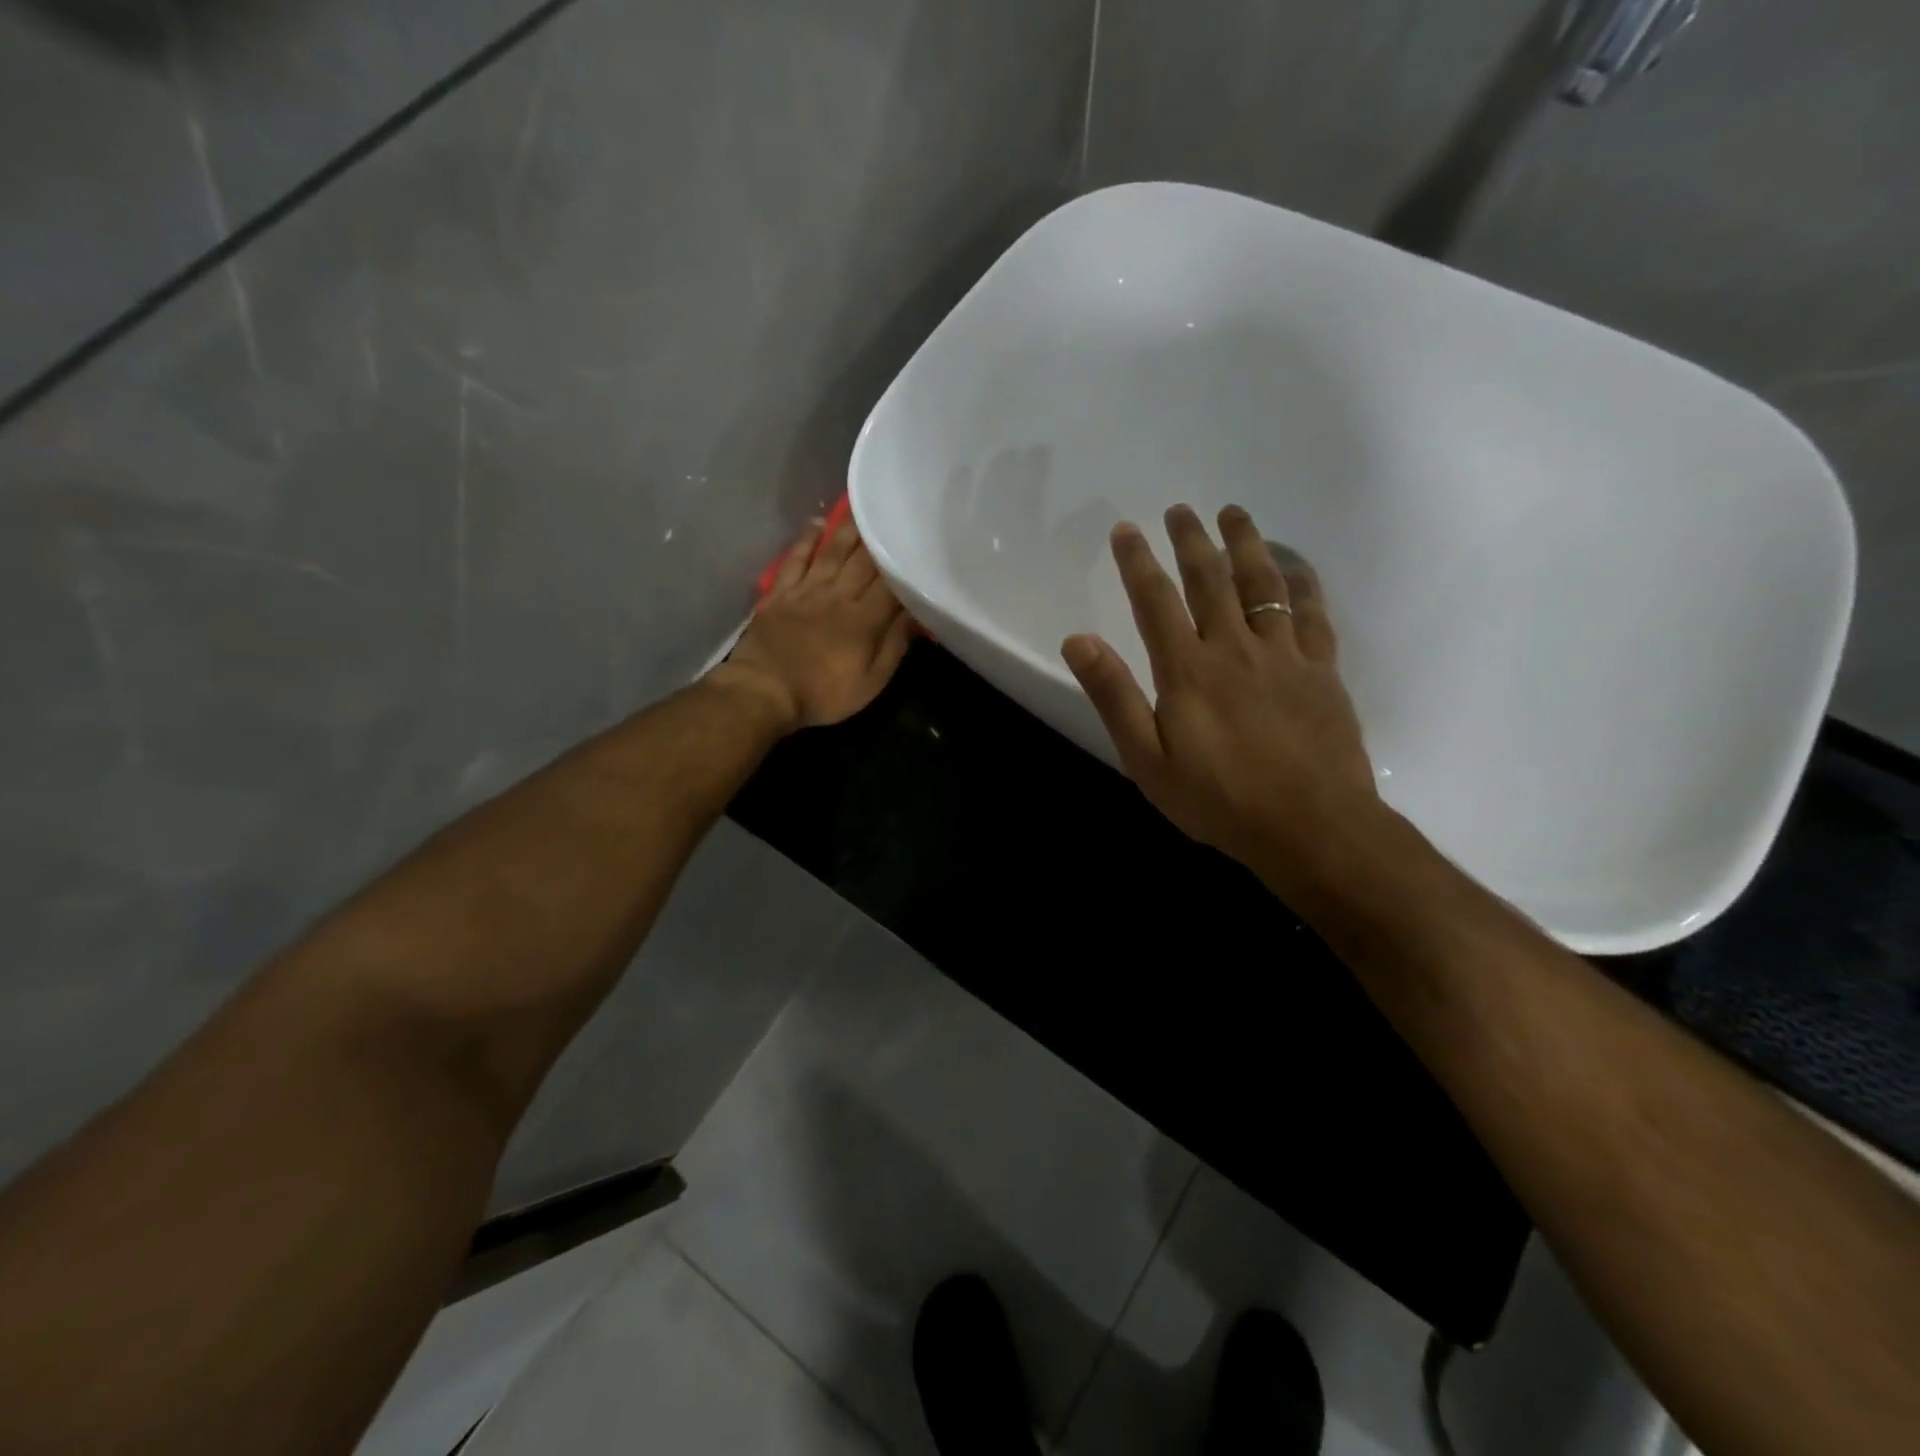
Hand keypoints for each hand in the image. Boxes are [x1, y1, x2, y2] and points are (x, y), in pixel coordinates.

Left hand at [709, 515, 913, 730]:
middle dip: (881, 539)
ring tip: (863, 509)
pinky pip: (796, 559)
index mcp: (865, 619)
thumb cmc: (823, 693)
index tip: (919, 547)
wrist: (764, 690)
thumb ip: (895, 646)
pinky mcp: (780, 593)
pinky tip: (817, 525)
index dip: (906, 566)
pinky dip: (807, 540)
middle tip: (894, 515)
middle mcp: (839, 595)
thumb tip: (918, 616)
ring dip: (849, 530)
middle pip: (864, 562)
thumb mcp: (870, 682)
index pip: (892, 585)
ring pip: (833, 552)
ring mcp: (807, 590)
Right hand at [1061, 504, 1381, 884]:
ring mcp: (1284, 656)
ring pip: (1263, 586)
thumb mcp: (1147, 760)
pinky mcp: (1322, 672)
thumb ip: (1114, 697)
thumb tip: (1078, 640)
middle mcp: (1234, 648)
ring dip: (1246, 545)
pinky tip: (1295, 567)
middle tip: (1181, 510)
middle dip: (1191, 541)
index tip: (1126, 530)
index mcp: (1187, 670)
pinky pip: (1312, 616)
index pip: (1155, 601)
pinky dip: (1302, 585)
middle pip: (1210, 580)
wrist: (1311, 828)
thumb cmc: (1219, 801)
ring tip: (1234, 514)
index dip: (1137, 562)